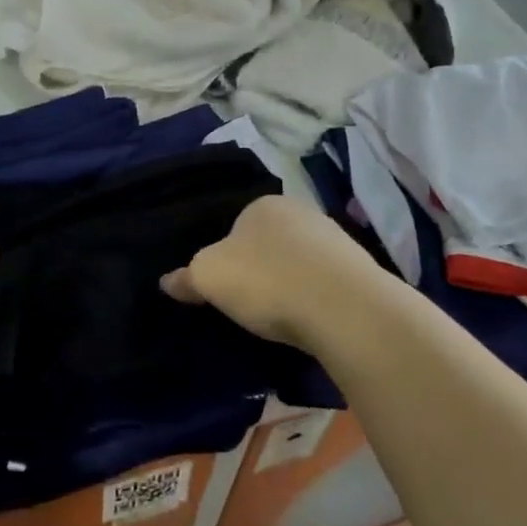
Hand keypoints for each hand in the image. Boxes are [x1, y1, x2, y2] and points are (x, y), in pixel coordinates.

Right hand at [161, 195, 394, 351]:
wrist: (345, 308)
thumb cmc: (267, 280)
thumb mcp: (210, 277)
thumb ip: (187, 277)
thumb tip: (167, 281)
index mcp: (263, 205)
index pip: (235, 225)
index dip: (225, 255)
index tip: (223, 285)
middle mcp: (301, 212)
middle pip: (269, 242)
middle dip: (259, 268)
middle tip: (248, 302)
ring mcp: (335, 239)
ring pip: (299, 261)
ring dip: (289, 283)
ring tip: (280, 317)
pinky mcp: (359, 270)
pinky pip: (324, 282)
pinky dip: (314, 298)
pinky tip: (309, 320)